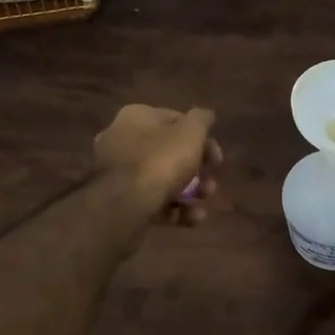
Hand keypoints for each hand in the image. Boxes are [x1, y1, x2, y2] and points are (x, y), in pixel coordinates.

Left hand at [93, 105, 222, 224]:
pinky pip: (151, 201)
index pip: (176, 121)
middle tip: (211, 185)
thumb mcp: (190, 133)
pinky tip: (191, 219)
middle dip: (197, 171)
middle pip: (170, 153)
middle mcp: (122, 140)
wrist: (122, 206)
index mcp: (136, 117)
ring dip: (189, 193)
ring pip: (162, 179)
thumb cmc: (159, 161)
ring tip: (202, 205)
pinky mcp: (118, 201)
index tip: (216, 160)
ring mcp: (118, 173)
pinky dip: (173, 210)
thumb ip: (201, 120)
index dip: (202, 139)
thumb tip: (206, 116)